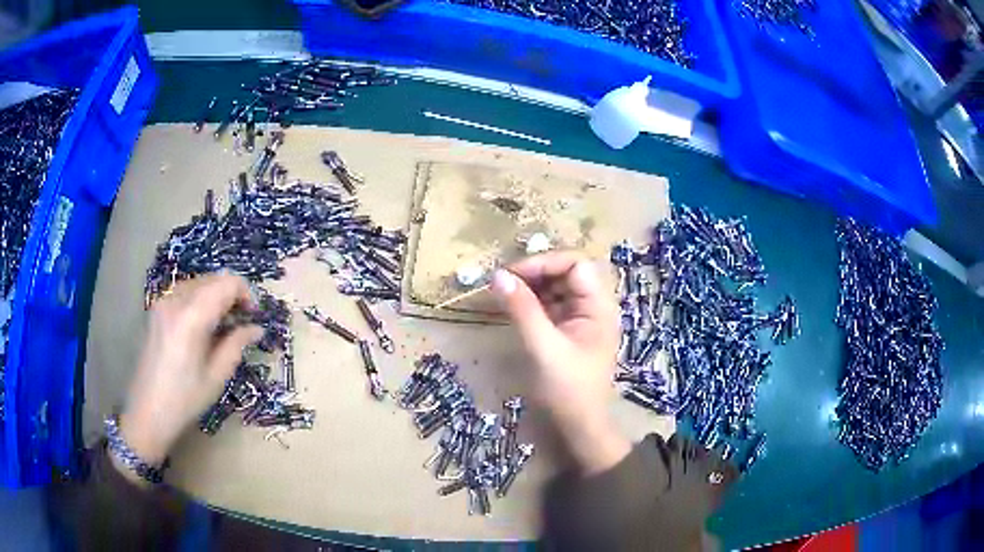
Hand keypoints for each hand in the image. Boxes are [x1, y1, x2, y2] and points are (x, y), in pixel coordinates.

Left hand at [115, 274, 260, 481]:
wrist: (148, 411)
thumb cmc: (185, 399)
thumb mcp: (217, 376)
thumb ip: (237, 344)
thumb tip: (256, 328)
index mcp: (192, 317)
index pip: (227, 283)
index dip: (246, 293)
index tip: (254, 316)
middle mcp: (176, 300)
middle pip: (213, 279)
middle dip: (232, 294)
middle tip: (242, 321)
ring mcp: (163, 302)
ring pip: (199, 282)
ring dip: (216, 295)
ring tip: (223, 324)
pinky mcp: (157, 309)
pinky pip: (185, 291)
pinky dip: (200, 299)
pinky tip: (203, 324)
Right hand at [492, 252, 630, 474]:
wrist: (577, 428)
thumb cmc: (567, 390)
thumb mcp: (543, 347)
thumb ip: (522, 309)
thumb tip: (497, 275)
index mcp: (598, 307)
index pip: (576, 263)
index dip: (544, 262)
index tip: (512, 274)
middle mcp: (593, 307)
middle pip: (565, 272)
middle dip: (534, 272)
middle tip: (502, 283)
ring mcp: (580, 319)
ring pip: (555, 288)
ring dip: (530, 286)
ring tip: (502, 293)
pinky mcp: (567, 332)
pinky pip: (549, 306)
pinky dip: (530, 303)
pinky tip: (511, 307)